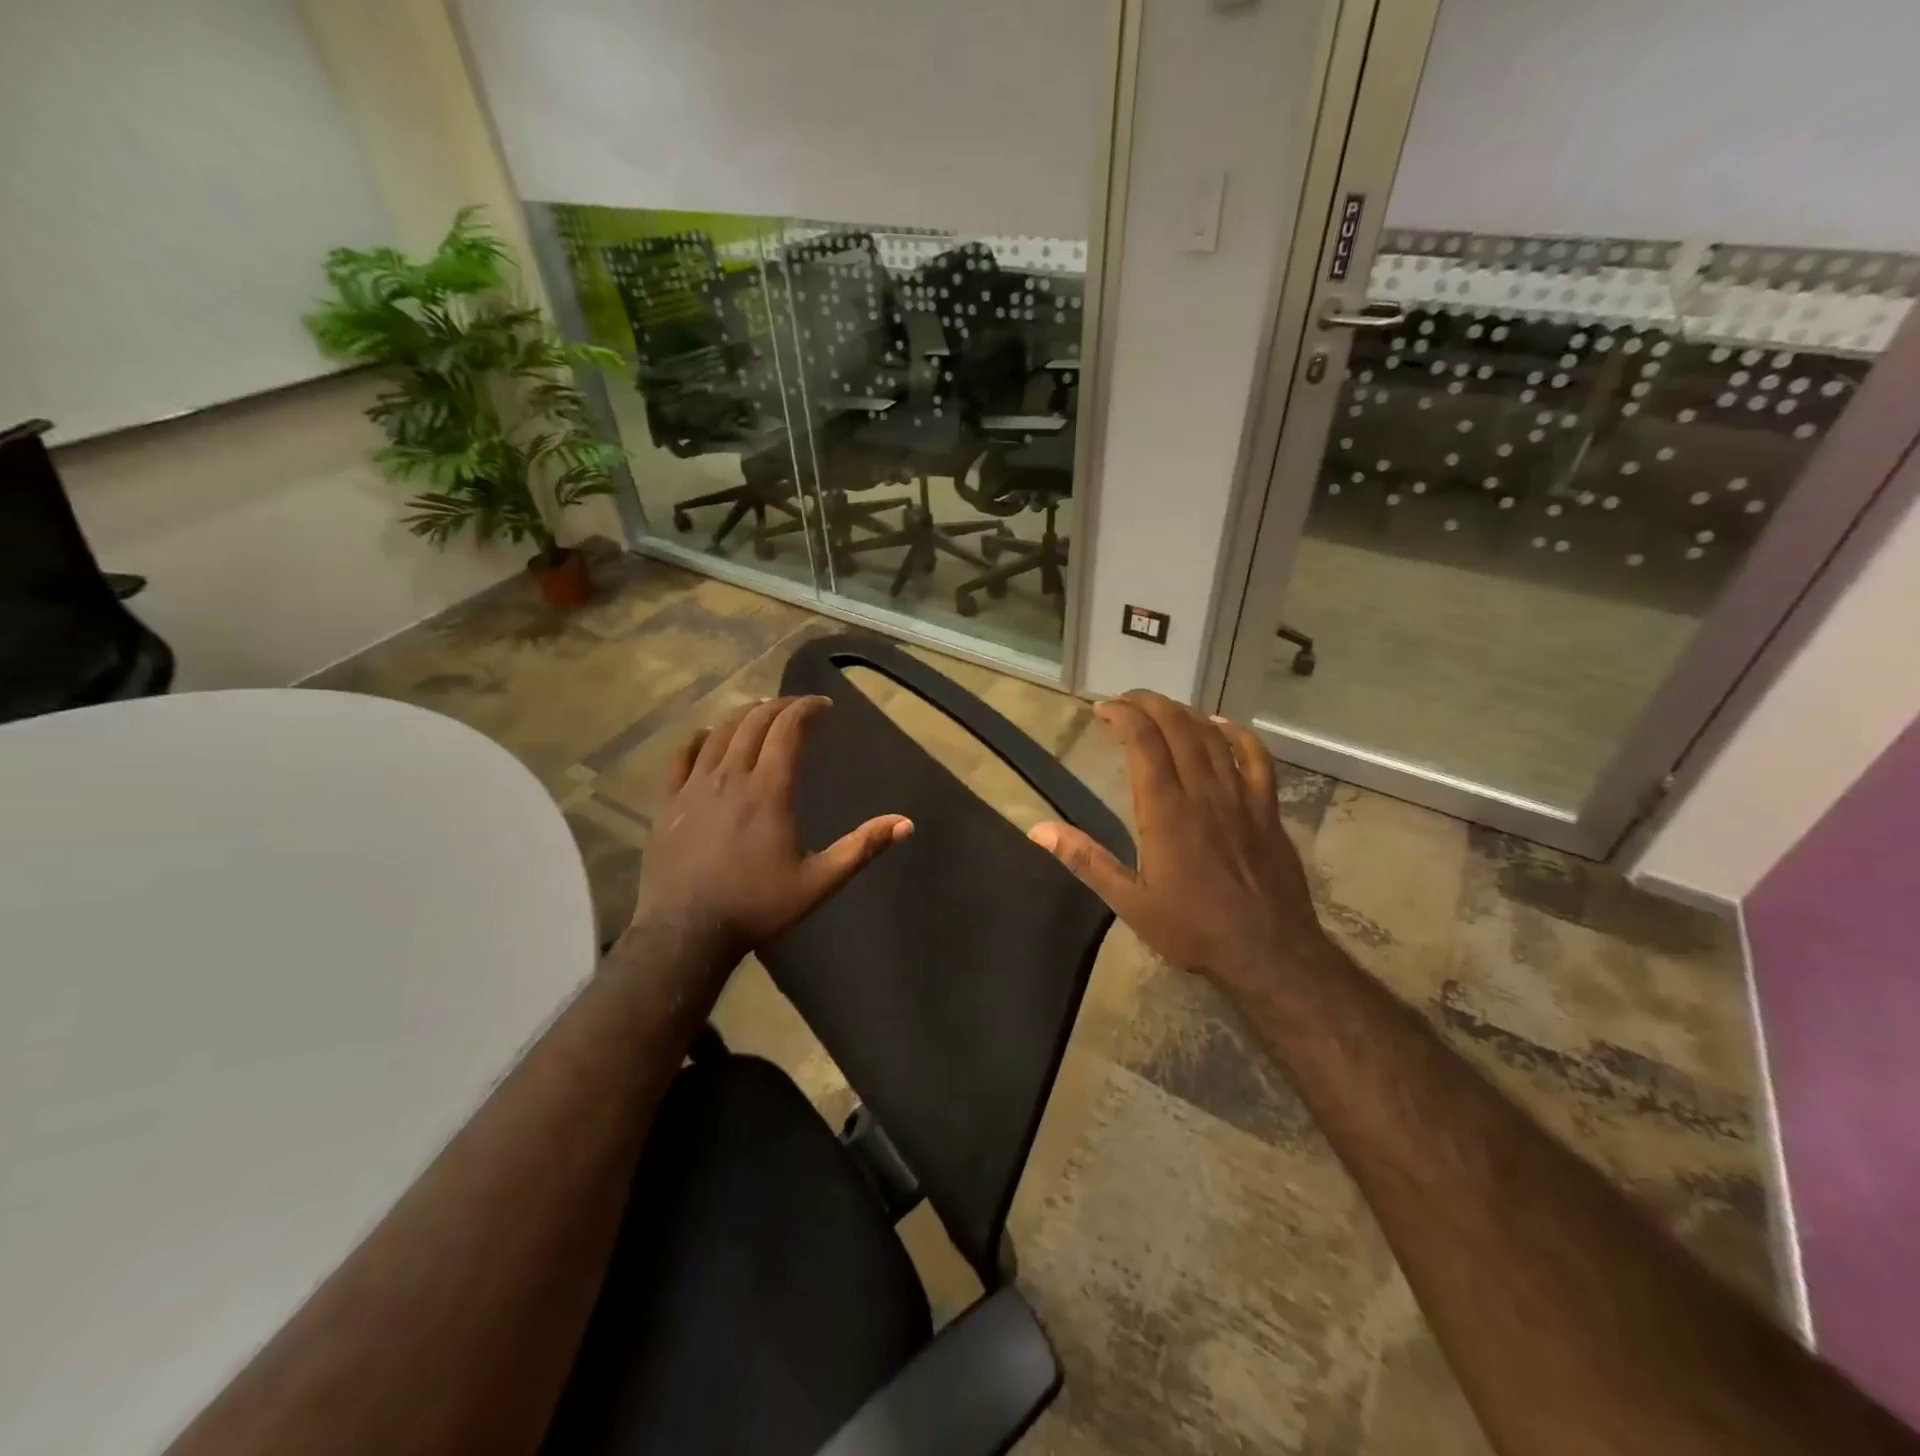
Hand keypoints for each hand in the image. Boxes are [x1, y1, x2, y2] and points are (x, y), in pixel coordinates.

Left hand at [628, 695, 911, 971]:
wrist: (686, 932)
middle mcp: (731, 776)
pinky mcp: (668, 802)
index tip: (824, 706)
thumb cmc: (757, 906)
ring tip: (760, 713)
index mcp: (769, 790)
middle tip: (798, 708)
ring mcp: (694, 786)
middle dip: (780, 706)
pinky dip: (698, 737)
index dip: (807, 709)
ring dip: (744, 716)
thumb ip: (862, 848)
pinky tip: (707, 736)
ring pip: (719, 733)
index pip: (788, 729)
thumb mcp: (819, 881)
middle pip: (755, 722)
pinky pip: (680, 756)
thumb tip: (906, 824)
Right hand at [1027, 691, 1324, 992]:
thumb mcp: (1129, 902)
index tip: (1102, 708)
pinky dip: (1236, 733)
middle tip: (1125, 701)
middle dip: (1149, 703)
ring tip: (1160, 709)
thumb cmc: (1193, 930)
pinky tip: (1220, 726)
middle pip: (1177, 726)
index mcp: (1165, 811)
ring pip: (1212, 735)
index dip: (1122, 715)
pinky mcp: (1267, 808)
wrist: (1269, 953)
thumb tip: (1038, 829)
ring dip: (1184, 713)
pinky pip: (1256, 756)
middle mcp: (1203, 792)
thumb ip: (1086, 859)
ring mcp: (1241, 797)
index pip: (1143, 741)